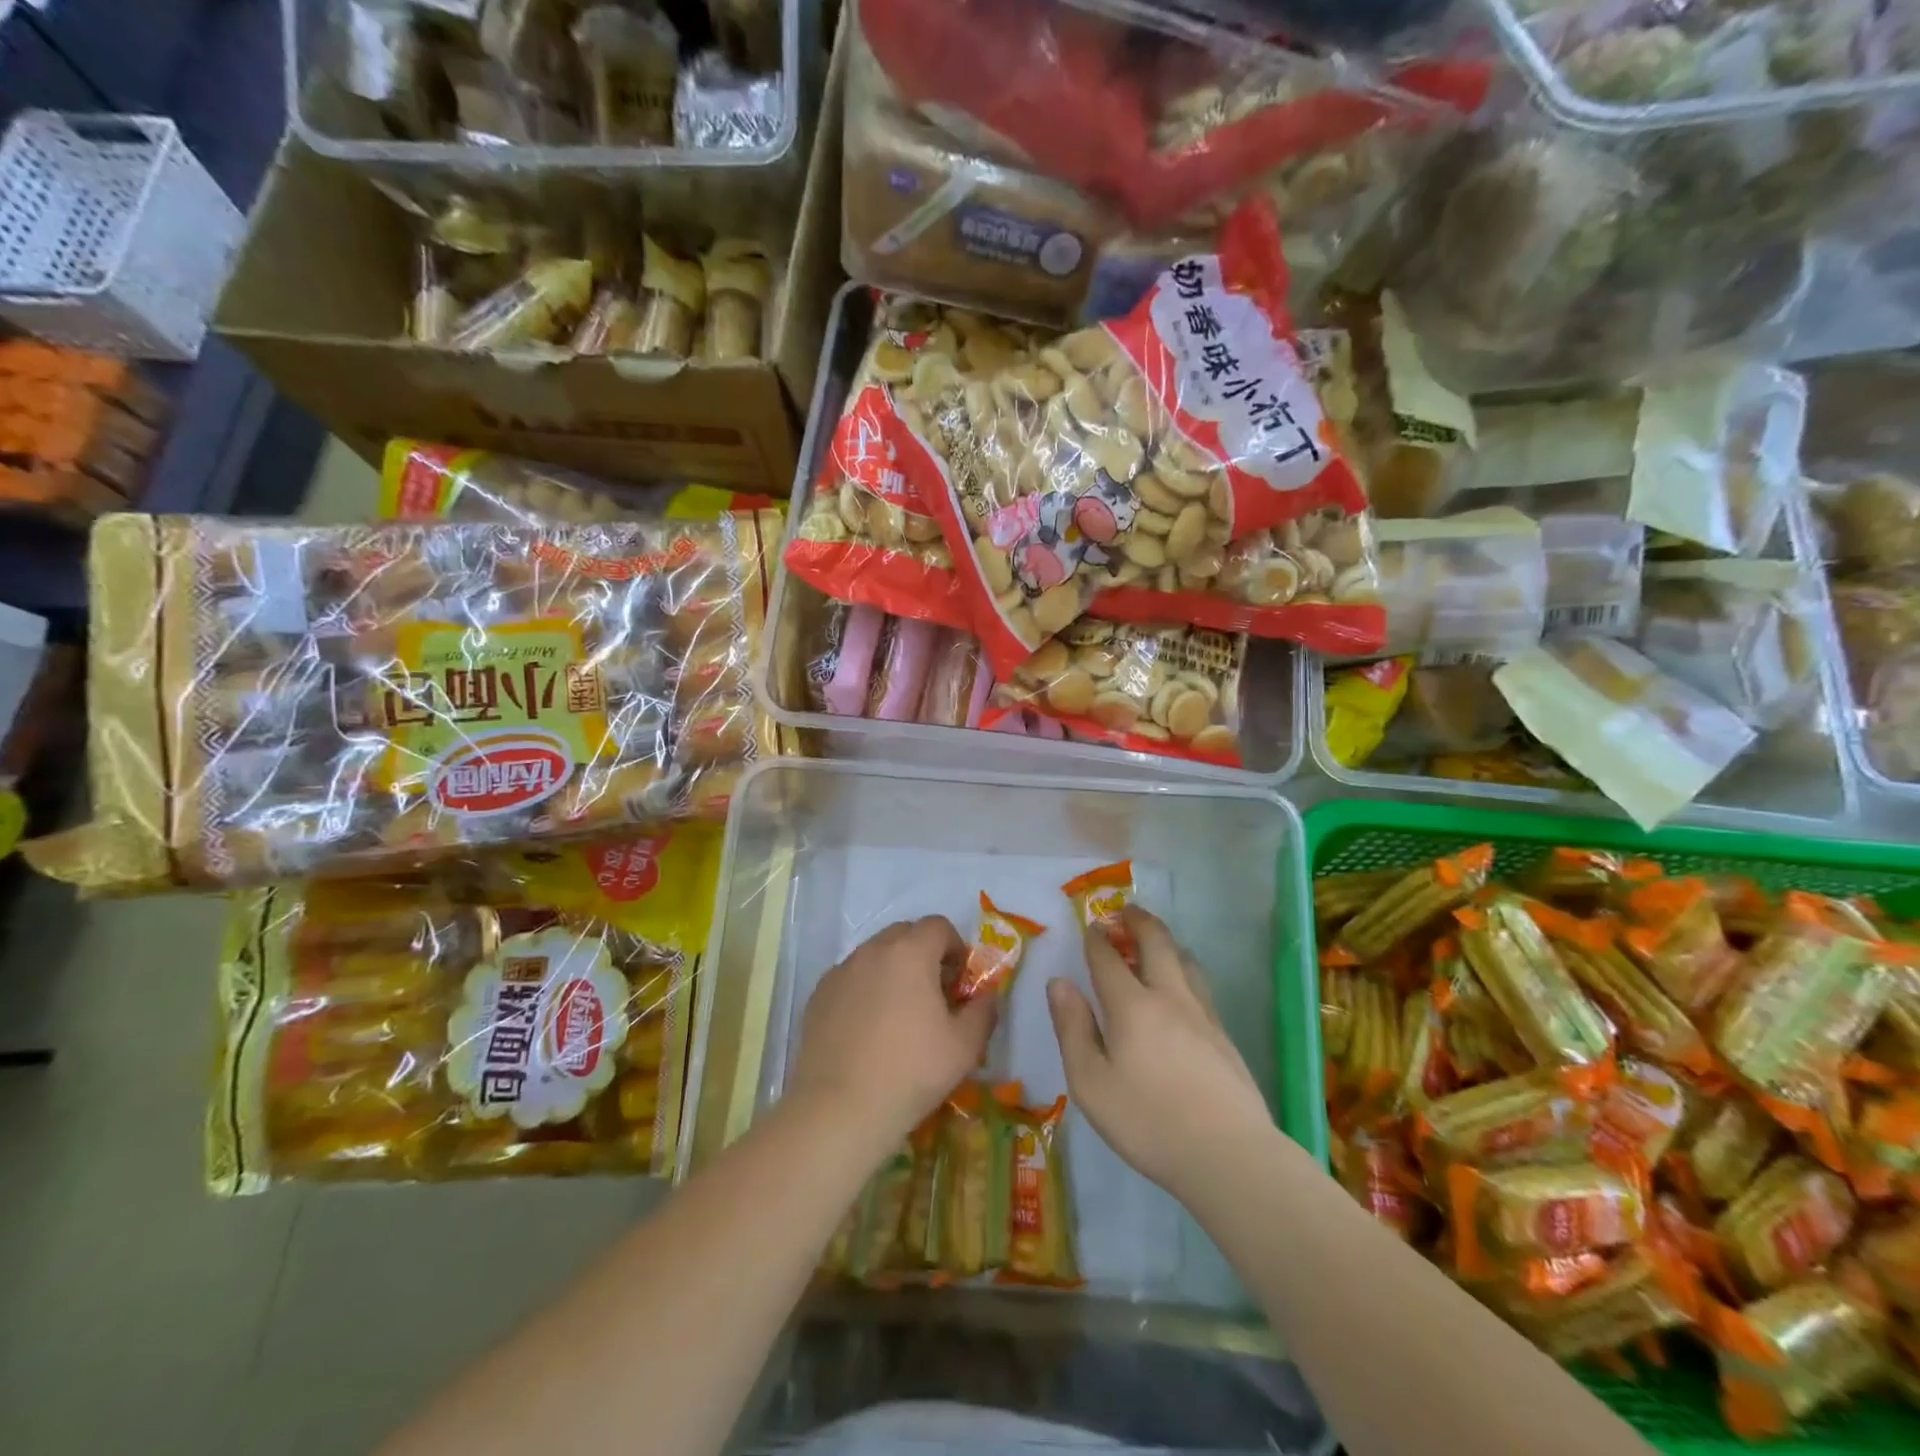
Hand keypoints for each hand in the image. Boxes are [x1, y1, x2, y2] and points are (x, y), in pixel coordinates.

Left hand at [788, 916, 996, 1149]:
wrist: (840, 1109)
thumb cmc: (911, 1072)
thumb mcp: (965, 1046)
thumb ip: (983, 1011)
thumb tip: (987, 996)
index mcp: (910, 952)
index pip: (938, 926)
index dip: (955, 948)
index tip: (959, 982)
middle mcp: (872, 951)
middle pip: (904, 934)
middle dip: (924, 954)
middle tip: (933, 995)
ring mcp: (840, 972)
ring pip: (874, 956)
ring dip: (893, 971)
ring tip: (899, 1014)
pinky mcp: (818, 996)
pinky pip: (850, 979)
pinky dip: (864, 990)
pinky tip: (868, 1030)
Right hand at [1048, 907, 1274, 1201]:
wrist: (1229, 1155)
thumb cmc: (1148, 1121)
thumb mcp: (1090, 1083)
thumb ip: (1072, 1029)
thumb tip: (1059, 983)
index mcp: (1131, 1006)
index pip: (1108, 958)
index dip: (1096, 938)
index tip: (1090, 926)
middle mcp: (1169, 997)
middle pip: (1156, 942)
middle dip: (1138, 921)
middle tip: (1126, 910)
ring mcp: (1202, 1013)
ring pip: (1185, 959)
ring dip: (1166, 941)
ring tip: (1155, 941)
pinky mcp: (1223, 1034)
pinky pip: (1200, 983)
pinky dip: (1184, 968)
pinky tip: (1182, 986)